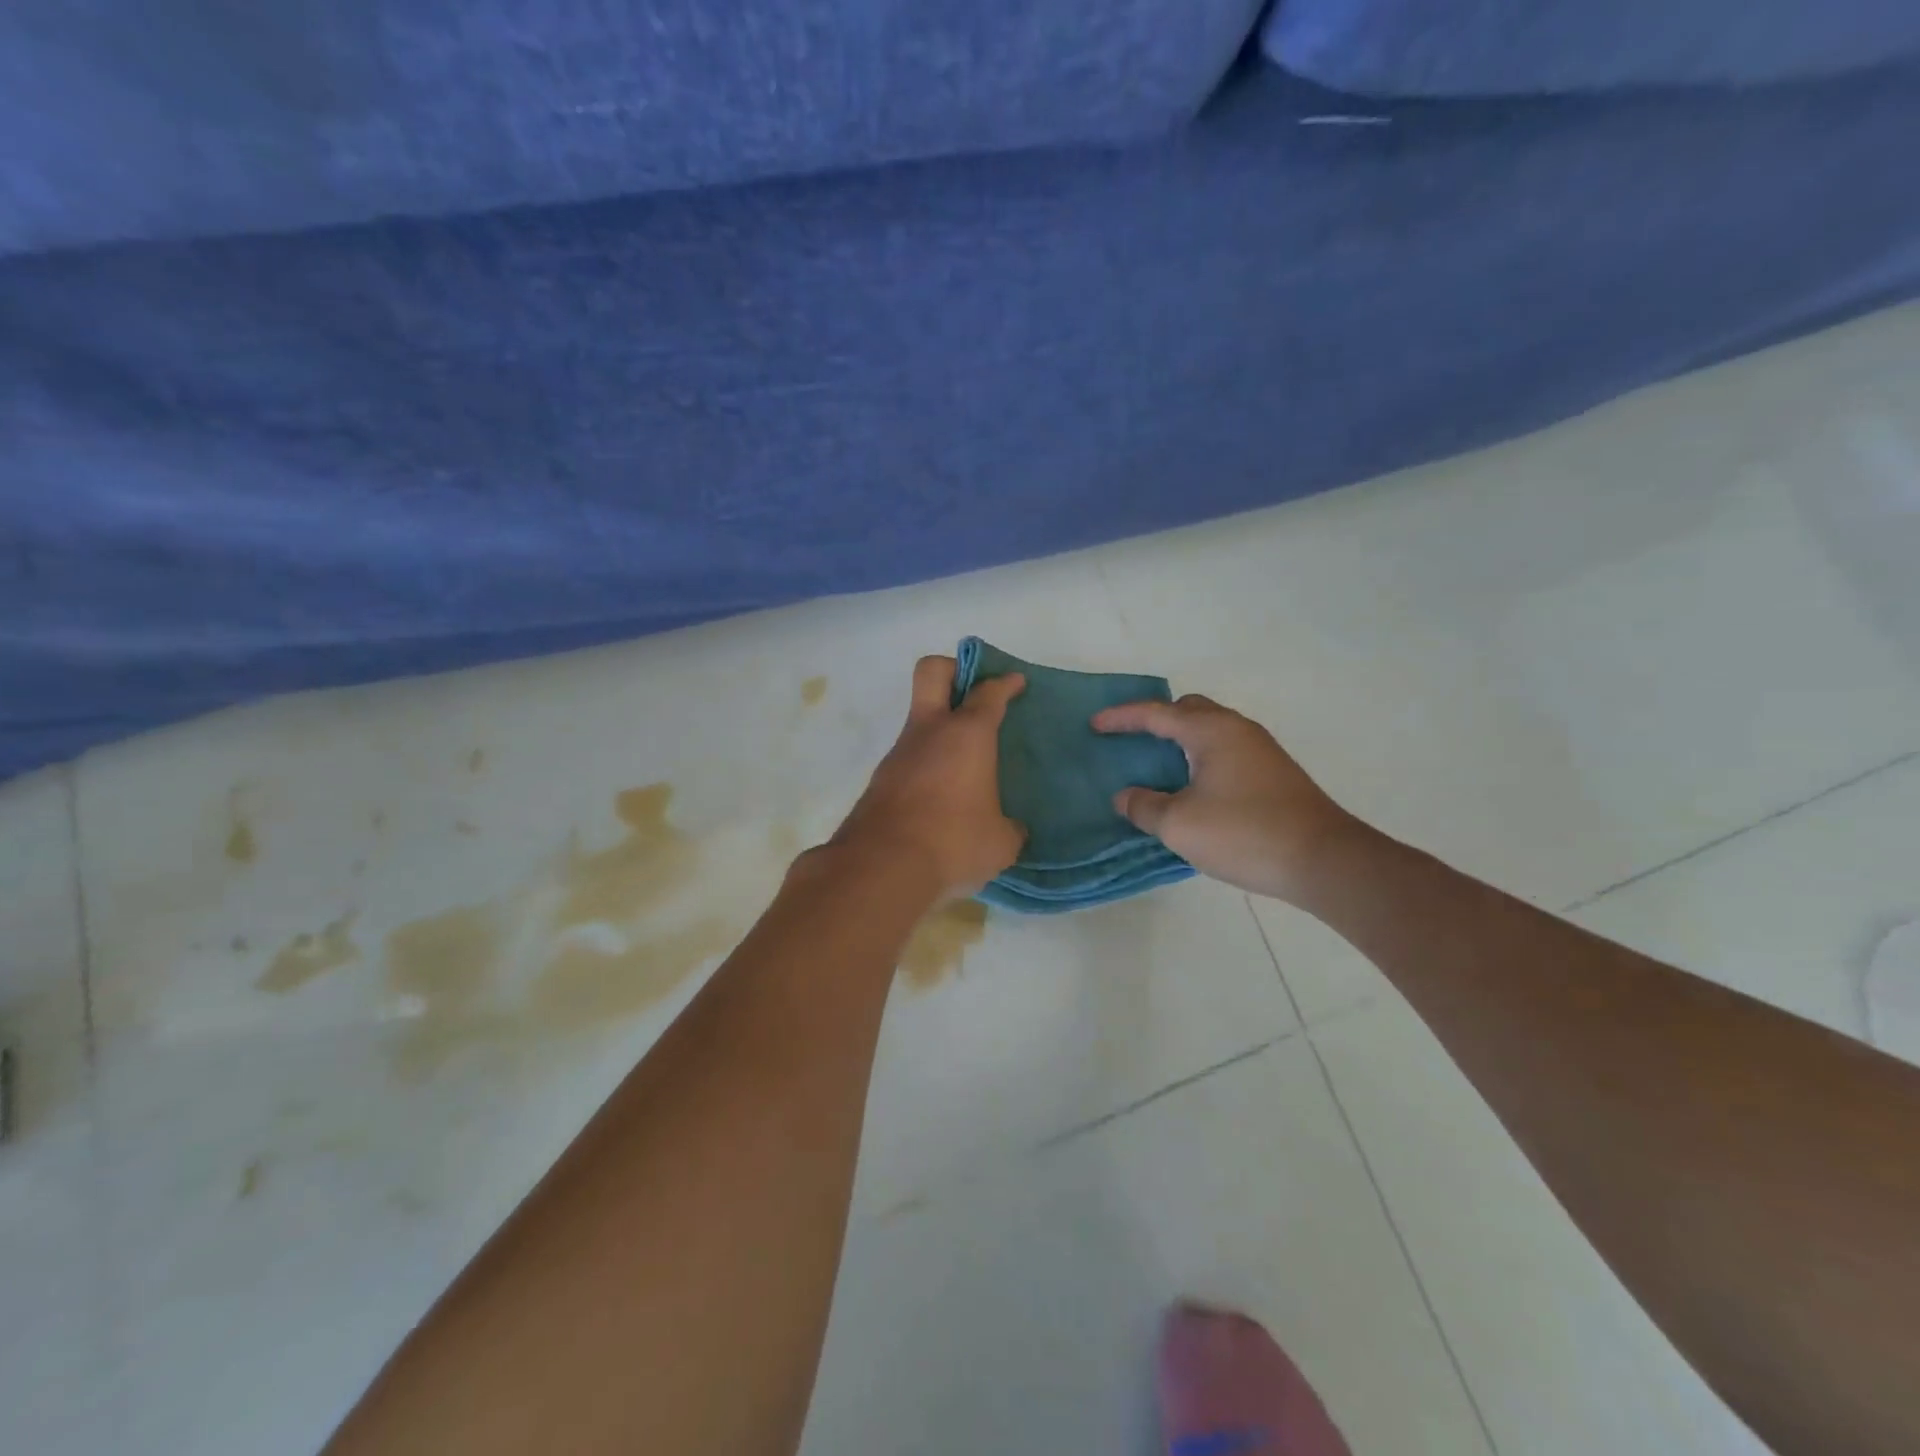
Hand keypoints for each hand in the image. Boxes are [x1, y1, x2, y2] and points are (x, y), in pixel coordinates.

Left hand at [831, 656, 1026, 898]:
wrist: (881, 867)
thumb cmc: (953, 842)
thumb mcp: (1000, 842)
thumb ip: (1009, 828)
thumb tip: (1009, 829)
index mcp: (967, 735)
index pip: (988, 693)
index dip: (1004, 683)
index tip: (1015, 682)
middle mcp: (929, 732)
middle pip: (933, 672)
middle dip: (954, 669)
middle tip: (973, 691)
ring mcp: (899, 754)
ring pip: (919, 720)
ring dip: (940, 728)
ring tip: (965, 763)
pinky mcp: (880, 781)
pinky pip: (909, 758)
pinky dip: (927, 764)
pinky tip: (942, 796)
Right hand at [1092, 695, 1359, 904]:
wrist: (1323, 860)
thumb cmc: (1244, 833)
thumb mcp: (1179, 824)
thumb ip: (1144, 806)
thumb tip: (1126, 796)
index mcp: (1210, 731)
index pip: (1156, 713)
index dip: (1122, 717)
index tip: (1094, 724)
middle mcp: (1236, 729)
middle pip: (1189, 710)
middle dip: (1155, 719)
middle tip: (1131, 739)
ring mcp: (1260, 750)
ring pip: (1210, 729)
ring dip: (1180, 739)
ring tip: (1156, 763)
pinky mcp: (1273, 773)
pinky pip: (1224, 749)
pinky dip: (1199, 755)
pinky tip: (1192, 785)